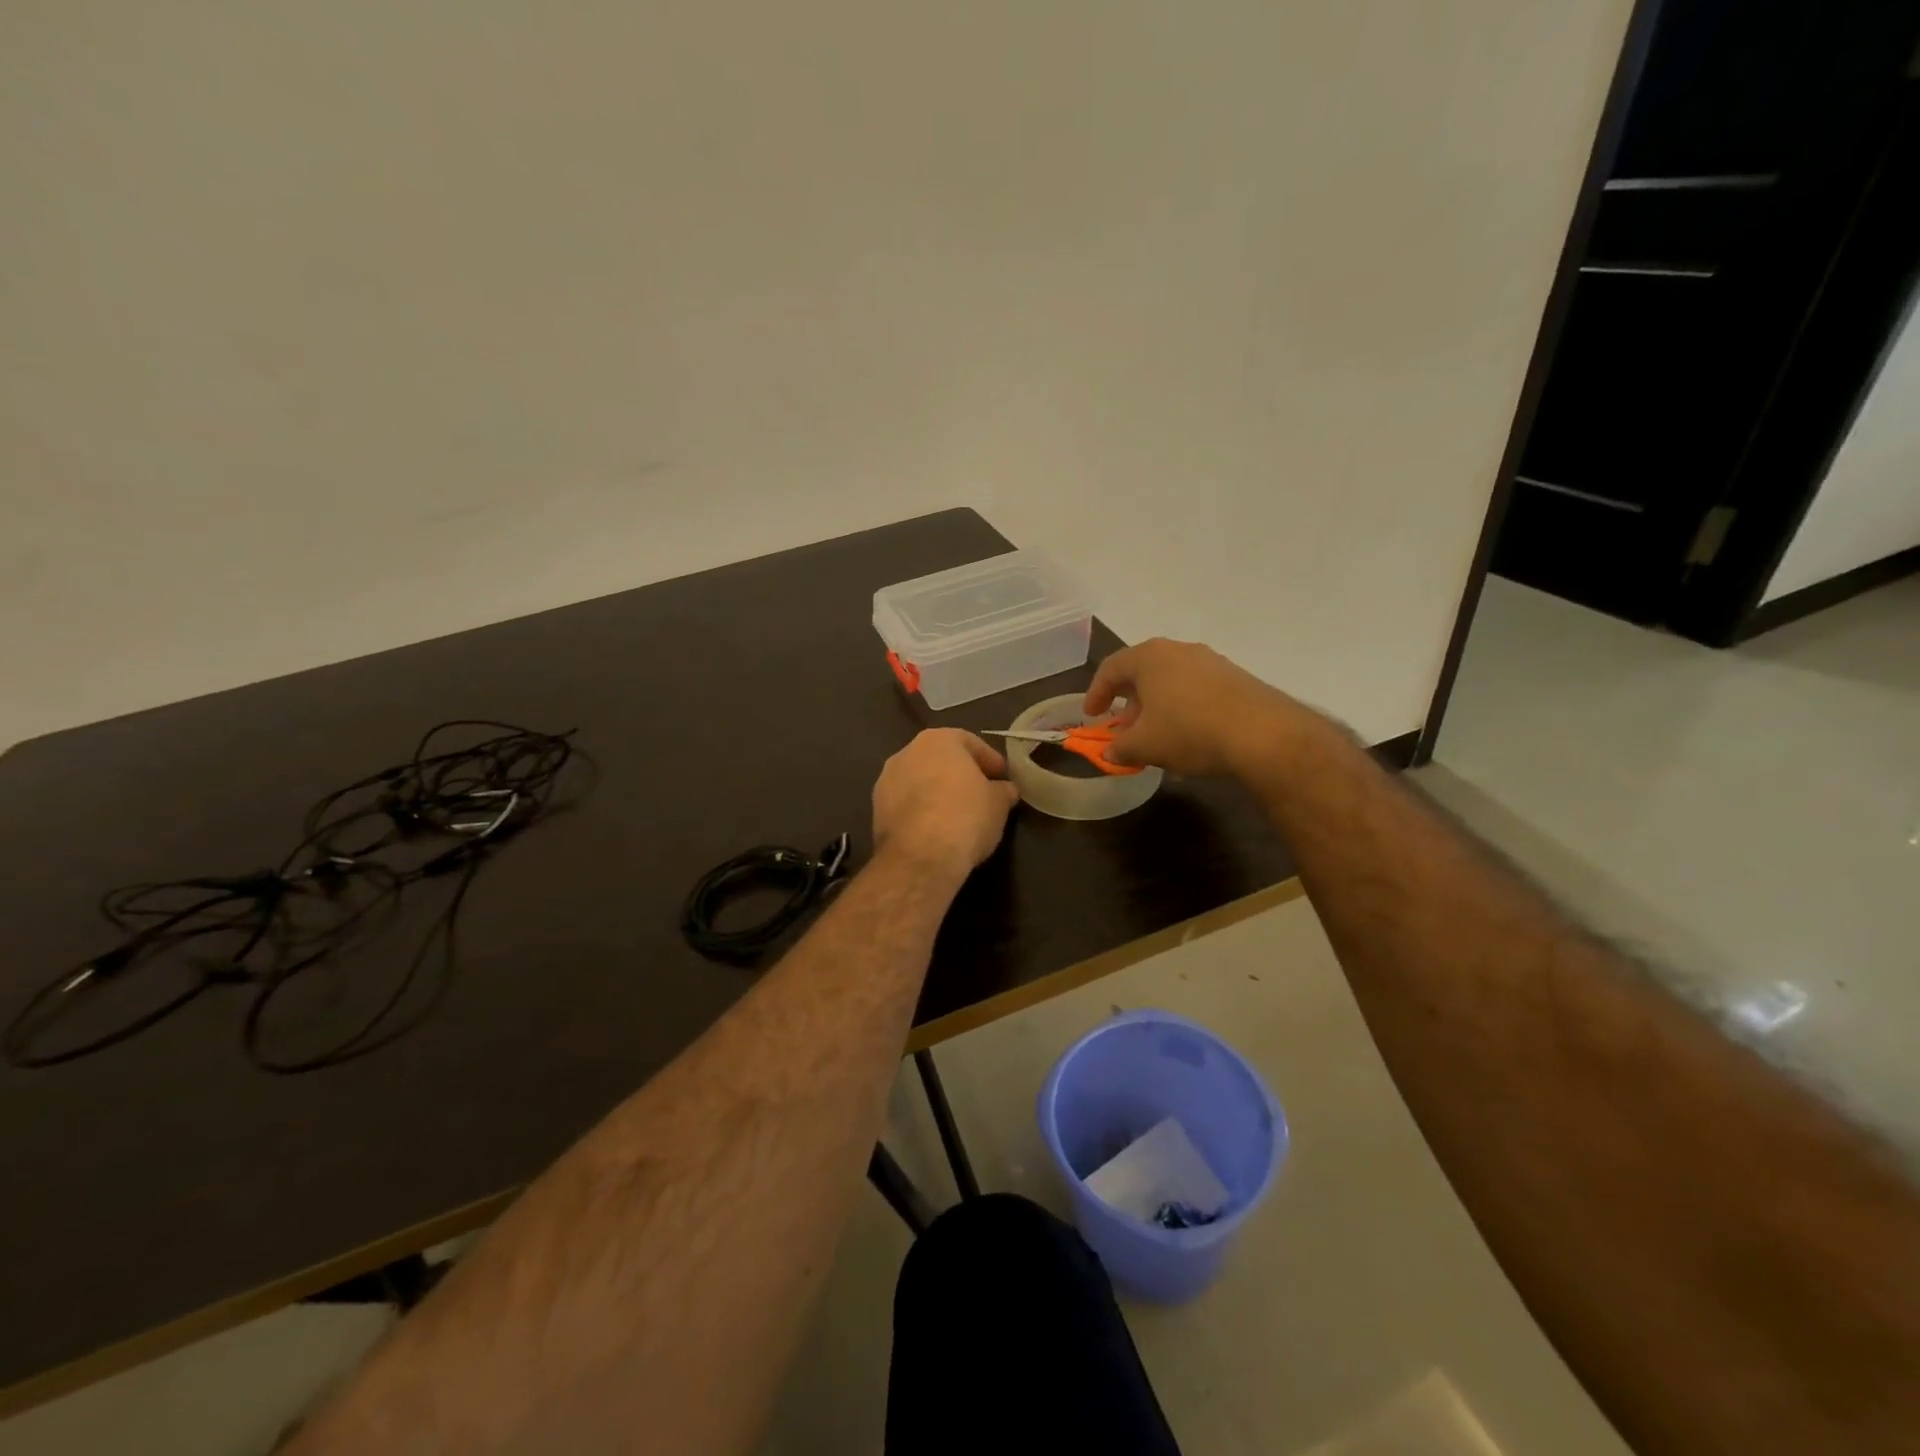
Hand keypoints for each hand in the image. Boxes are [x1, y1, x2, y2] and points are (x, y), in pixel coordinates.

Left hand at [872, 729, 1020, 881]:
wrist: (920, 857)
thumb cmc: (966, 817)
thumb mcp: (998, 804)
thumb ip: (1002, 790)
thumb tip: (1004, 790)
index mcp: (938, 740)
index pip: (970, 742)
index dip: (990, 760)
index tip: (1002, 777)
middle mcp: (907, 752)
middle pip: (941, 758)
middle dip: (960, 773)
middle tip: (981, 793)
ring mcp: (886, 779)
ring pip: (920, 779)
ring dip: (937, 791)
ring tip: (957, 813)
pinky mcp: (876, 808)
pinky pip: (906, 802)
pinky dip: (921, 809)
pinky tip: (935, 827)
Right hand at [1083, 638, 1311, 776]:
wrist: (1261, 734)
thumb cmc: (1188, 731)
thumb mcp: (1144, 746)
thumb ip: (1120, 748)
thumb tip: (1111, 752)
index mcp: (1149, 657)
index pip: (1111, 668)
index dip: (1096, 693)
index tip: (1092, 716)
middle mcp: (1179, 650)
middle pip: (1143, 673)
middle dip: (1130, 703)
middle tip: (1124, 728)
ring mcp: (1211, 661)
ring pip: (1172, 682)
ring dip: (1158, 707)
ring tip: (1157, 736)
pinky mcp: (1236, 678)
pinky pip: (1197, 691)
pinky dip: (1184, 710)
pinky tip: (1189, 738)